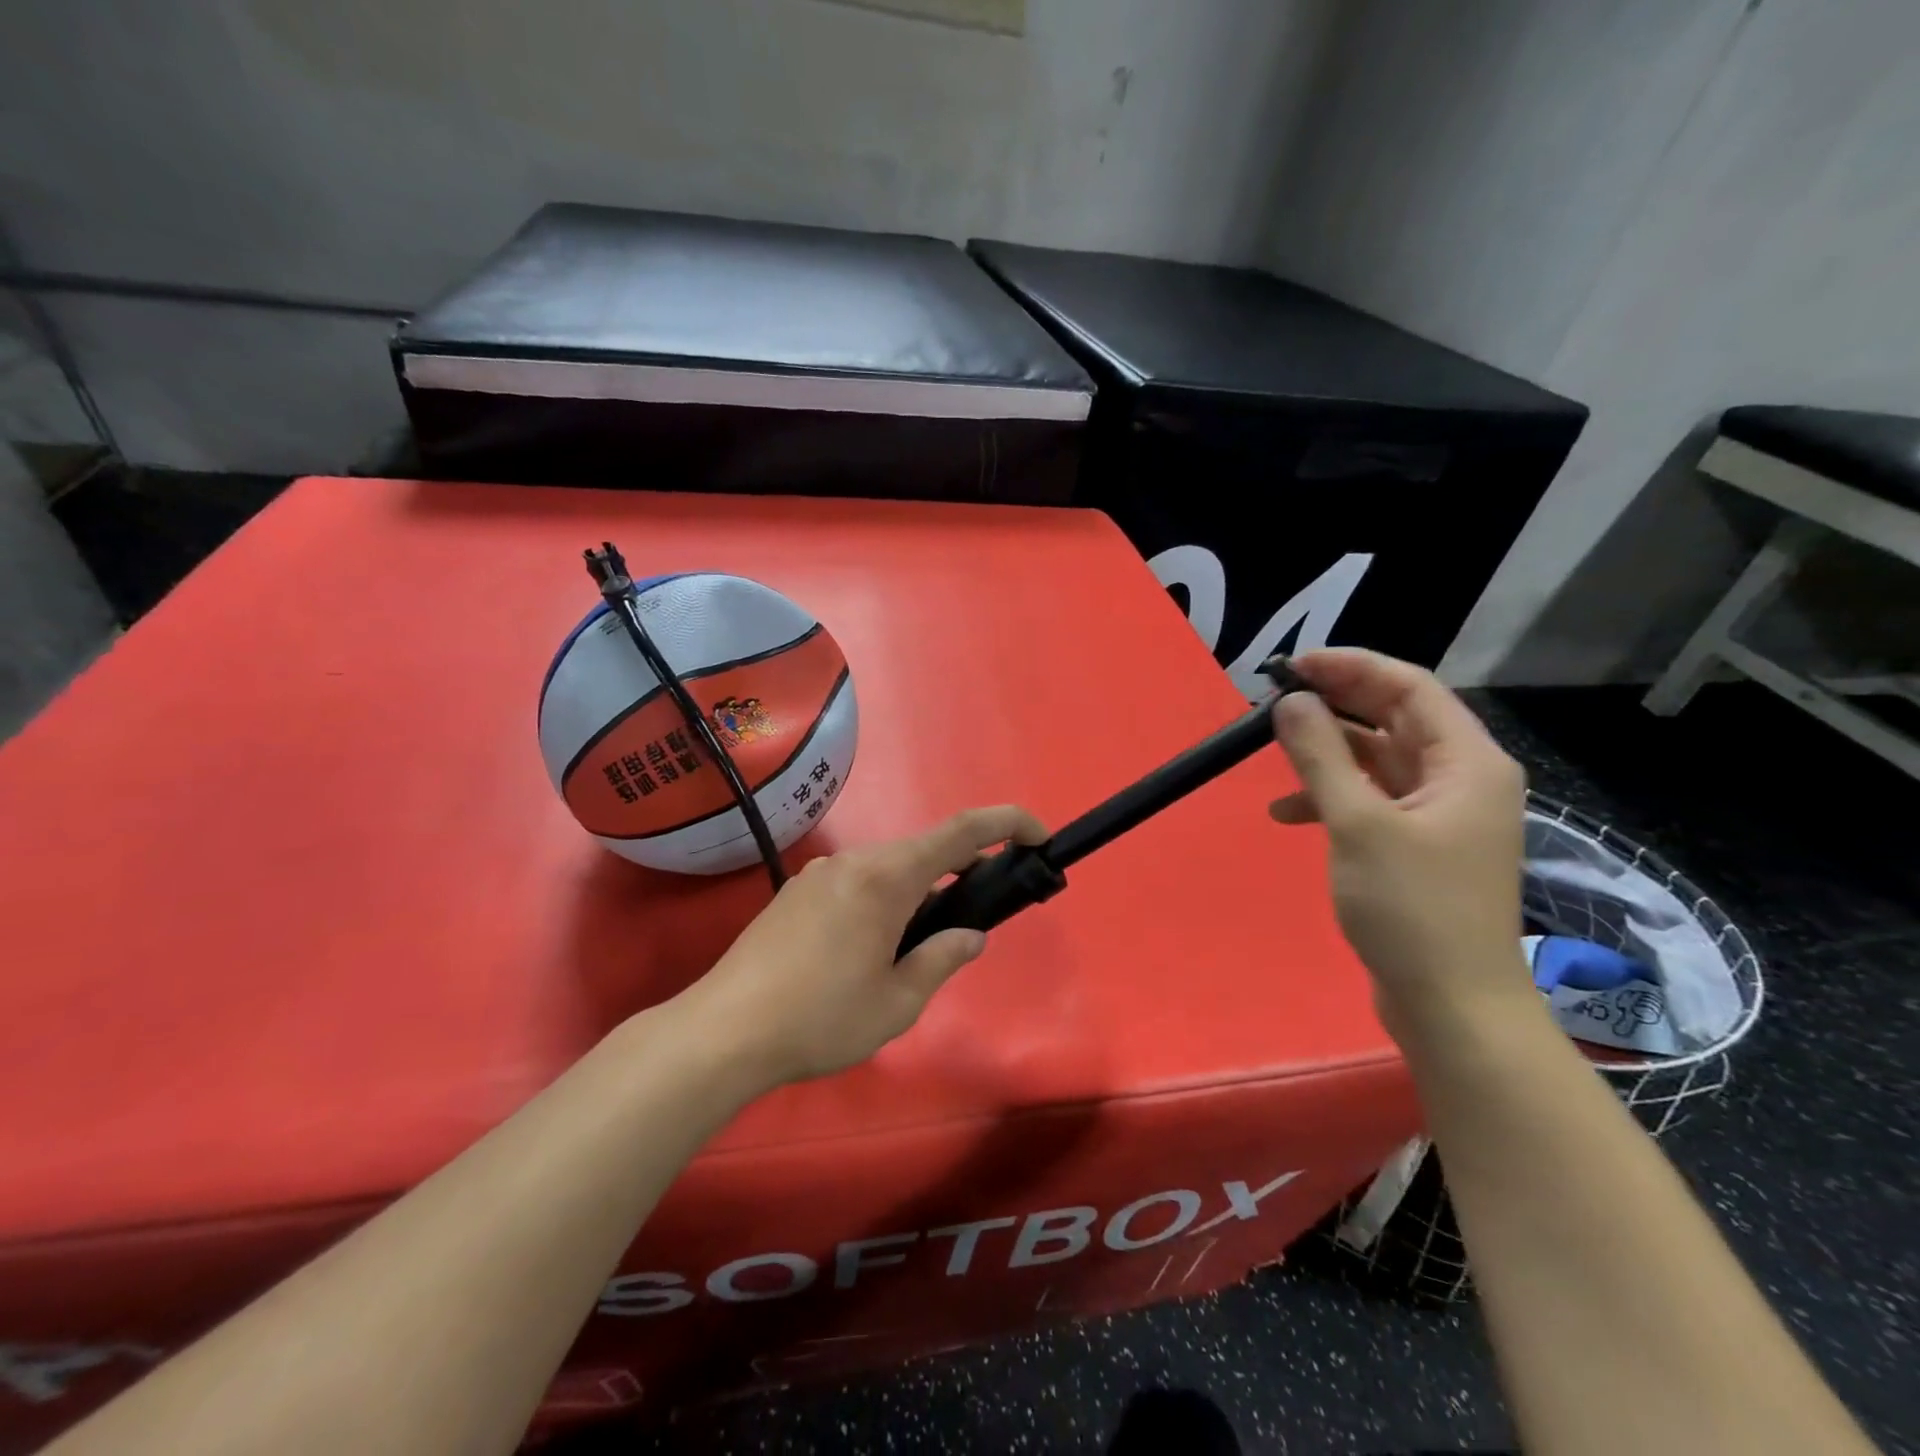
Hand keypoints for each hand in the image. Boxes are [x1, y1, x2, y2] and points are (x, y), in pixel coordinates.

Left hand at [675, 806, 1048, 1087]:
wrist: (724, 1030)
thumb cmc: (821, 1018)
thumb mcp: (897, 1002)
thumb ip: (942, 958)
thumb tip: (969, 935)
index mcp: (887, 878)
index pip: (962, 831)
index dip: (1008, 824)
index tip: (1039, 837)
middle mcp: (854, 861)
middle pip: (923, 851)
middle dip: (958, 873)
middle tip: (967, 922)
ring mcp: (820, 873)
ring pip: (887, 868)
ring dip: (915, 893)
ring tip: (908, 951)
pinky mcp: (796, 892)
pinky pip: (856, 882)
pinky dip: (881, 900)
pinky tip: (865, 950)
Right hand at [1268, 649, 1530, 1039]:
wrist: (1451, 1005)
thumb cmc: (1411, 907)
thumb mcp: (1358, 823)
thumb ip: (1321, 755)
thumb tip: (1290, 701)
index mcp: (1467, 761)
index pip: (1409, 687)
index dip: (1351, 668)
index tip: (1292, 666)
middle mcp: (1461, 778)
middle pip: (1395, 718)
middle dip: (1336, 704)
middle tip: (1277, 697)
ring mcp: (1440, 814)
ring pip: (1379, 759)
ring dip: (1328, 752)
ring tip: (1275, 751)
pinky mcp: (1418, 845)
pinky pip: (1372, 799)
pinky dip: (1332, 797)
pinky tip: (1288, 813)